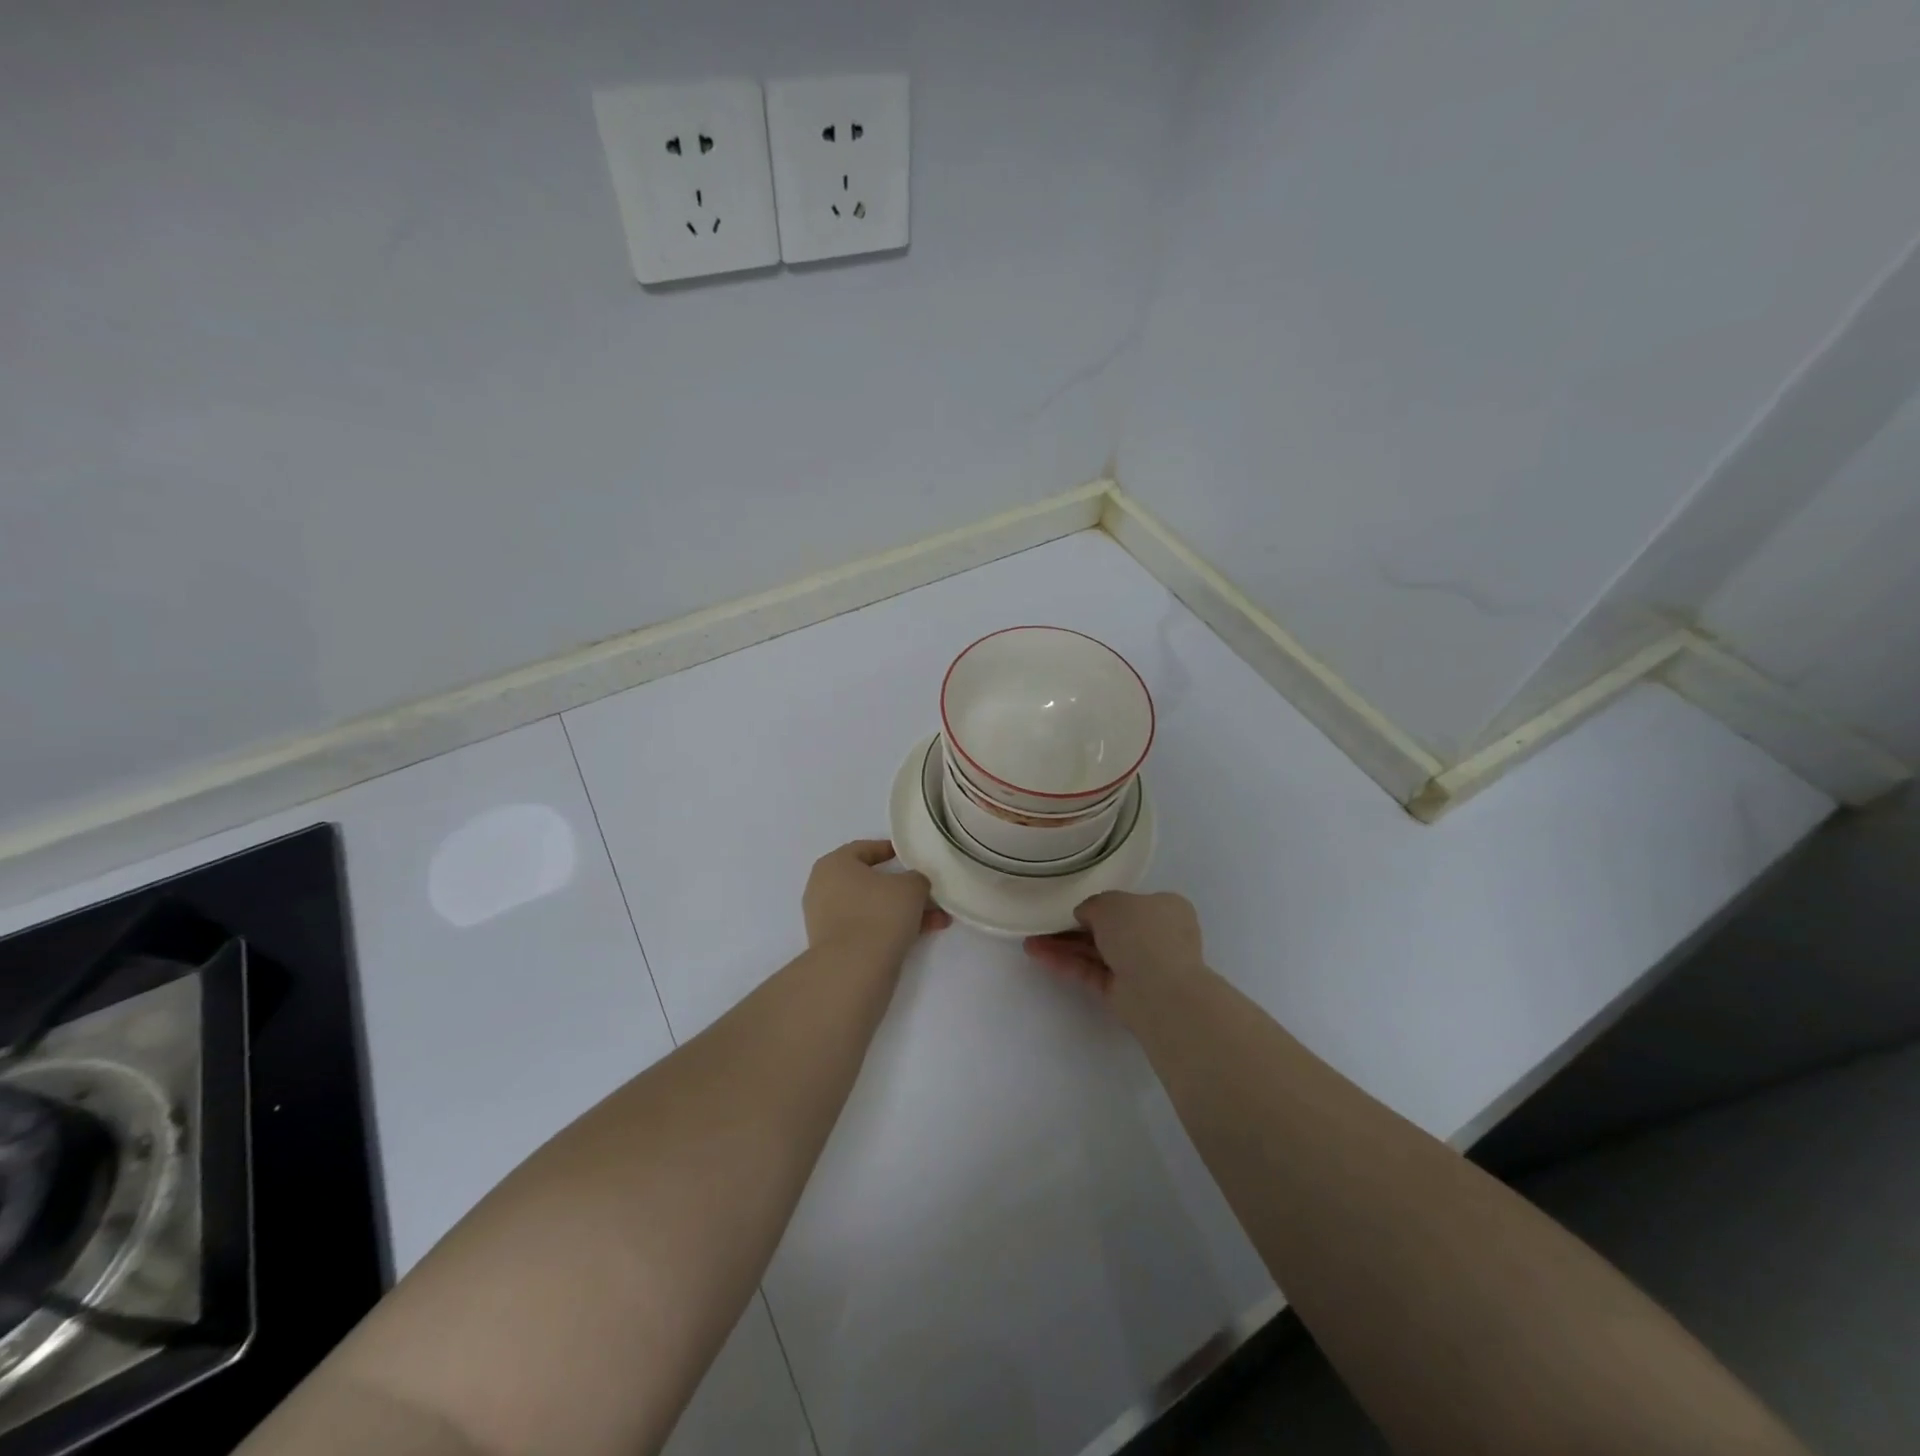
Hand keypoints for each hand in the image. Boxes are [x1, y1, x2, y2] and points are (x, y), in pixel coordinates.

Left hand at [803, 840, 950, 962]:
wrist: (854, 970)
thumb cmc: (879, 913)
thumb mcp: (911, 886)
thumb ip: (917, 878)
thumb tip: (915, 884)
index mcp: (834, 865)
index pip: (864, 848)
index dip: (890, 850)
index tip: (911, 856)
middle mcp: (824, 888)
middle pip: (871, 882)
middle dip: (905, 888)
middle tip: (929, 891)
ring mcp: (827, 920)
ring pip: (873, 907)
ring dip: (905, 911)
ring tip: (938, 918)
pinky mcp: (836, 946)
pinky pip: (869, 928)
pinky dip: (893, 928)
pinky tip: (923, 934)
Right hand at [1023, 891, 1203, 998]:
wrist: (1159, 990)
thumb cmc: (1142, 932)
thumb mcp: (1110, 902)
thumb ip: (1092, 905)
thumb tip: (1084, 915)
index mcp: (1164, 908)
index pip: (1129, 902)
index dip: (1101, 902)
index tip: (1073, 903)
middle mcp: (1155, 936)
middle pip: (1109, 928)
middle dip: (1074, 926)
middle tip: (1043, 923)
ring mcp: (1140, 966)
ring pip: (1096, 951)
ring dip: (1063, 946)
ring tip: (1029, 942)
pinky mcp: (1123, 992)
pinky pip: (1091, 971)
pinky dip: (1067, 963)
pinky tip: (1039, 955)